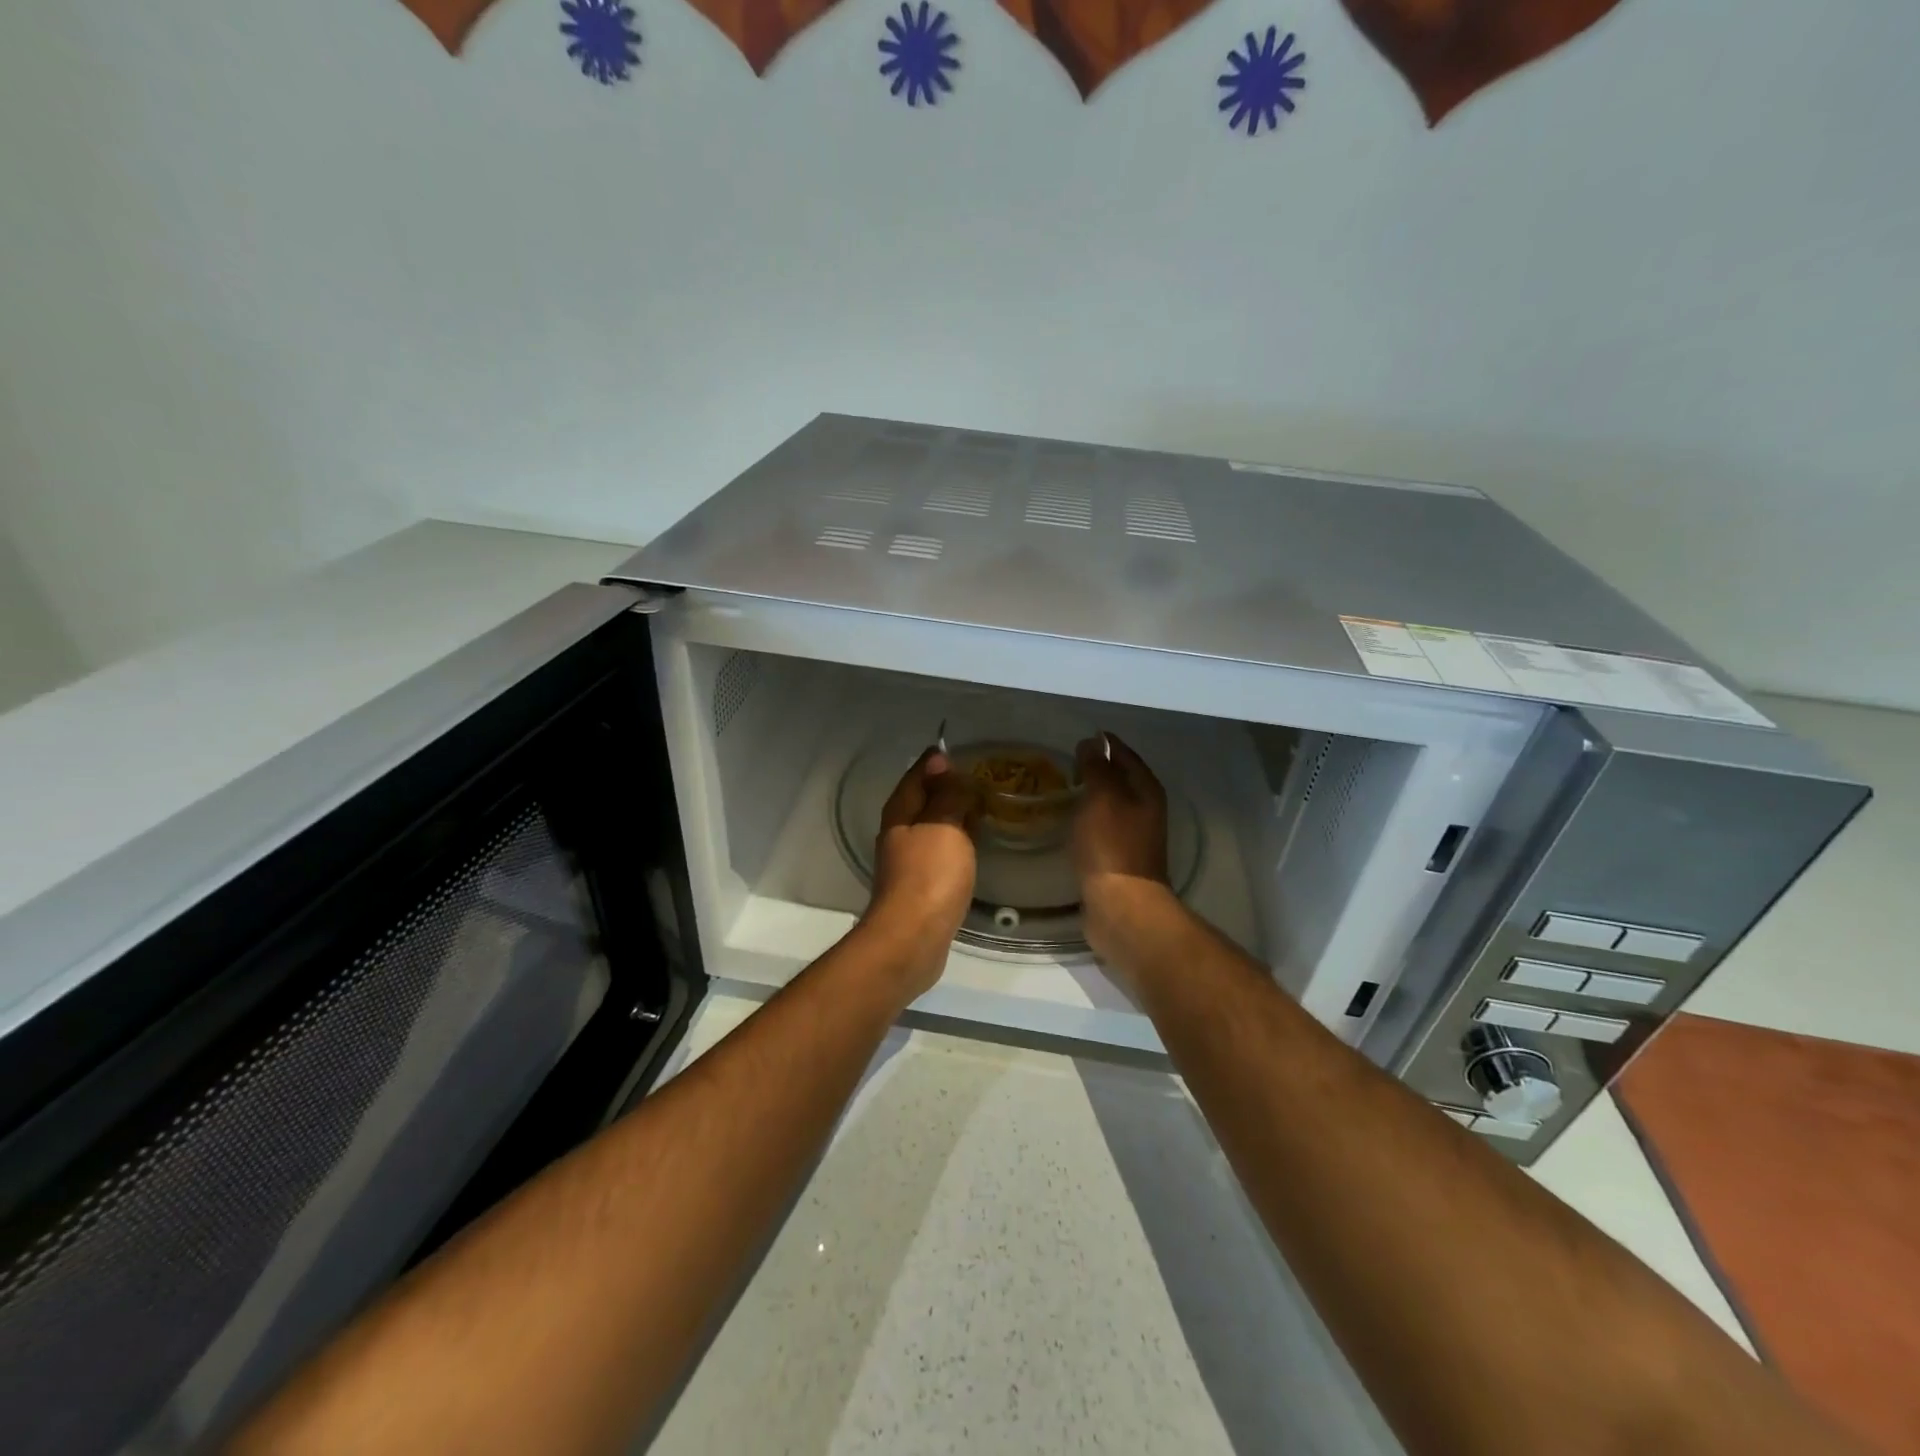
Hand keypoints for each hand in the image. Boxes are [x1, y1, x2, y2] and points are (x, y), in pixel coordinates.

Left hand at [865, 747, 976, 994]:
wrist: (913, 938)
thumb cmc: (930, 875)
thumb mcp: (943, 825)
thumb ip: (946, 795)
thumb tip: (940, 762)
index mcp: (900, 812)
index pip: (918, 773)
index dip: (938, 761)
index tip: (964, 752)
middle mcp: (899, 832)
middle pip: (923, 799)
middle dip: (947, 787)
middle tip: (981, 779)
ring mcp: (907, 860)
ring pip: (932, 826)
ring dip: (953, 815)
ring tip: (983, 808)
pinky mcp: (920, 885)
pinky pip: (939, 851)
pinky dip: (955, 841)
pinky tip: (973, 846)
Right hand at [1073, 733, 1173, 961]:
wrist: (1121, 905)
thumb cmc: (1111, 846)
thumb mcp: (1102, 797)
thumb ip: (1097, 767)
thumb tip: (1092, 743)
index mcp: (1146, 790)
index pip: (1125, 754)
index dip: (1105, 743)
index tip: (1080, 737)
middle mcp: (1146, 809)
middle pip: (1121, 779)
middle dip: (1098, 768)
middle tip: (1066, 761)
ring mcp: (1134, 836)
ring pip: (1111, 804)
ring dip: (1092, 794)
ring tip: (1063, 788)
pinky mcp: (1118, 858)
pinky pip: (1102, 827)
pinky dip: (1087, 818)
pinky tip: (1069, 821)